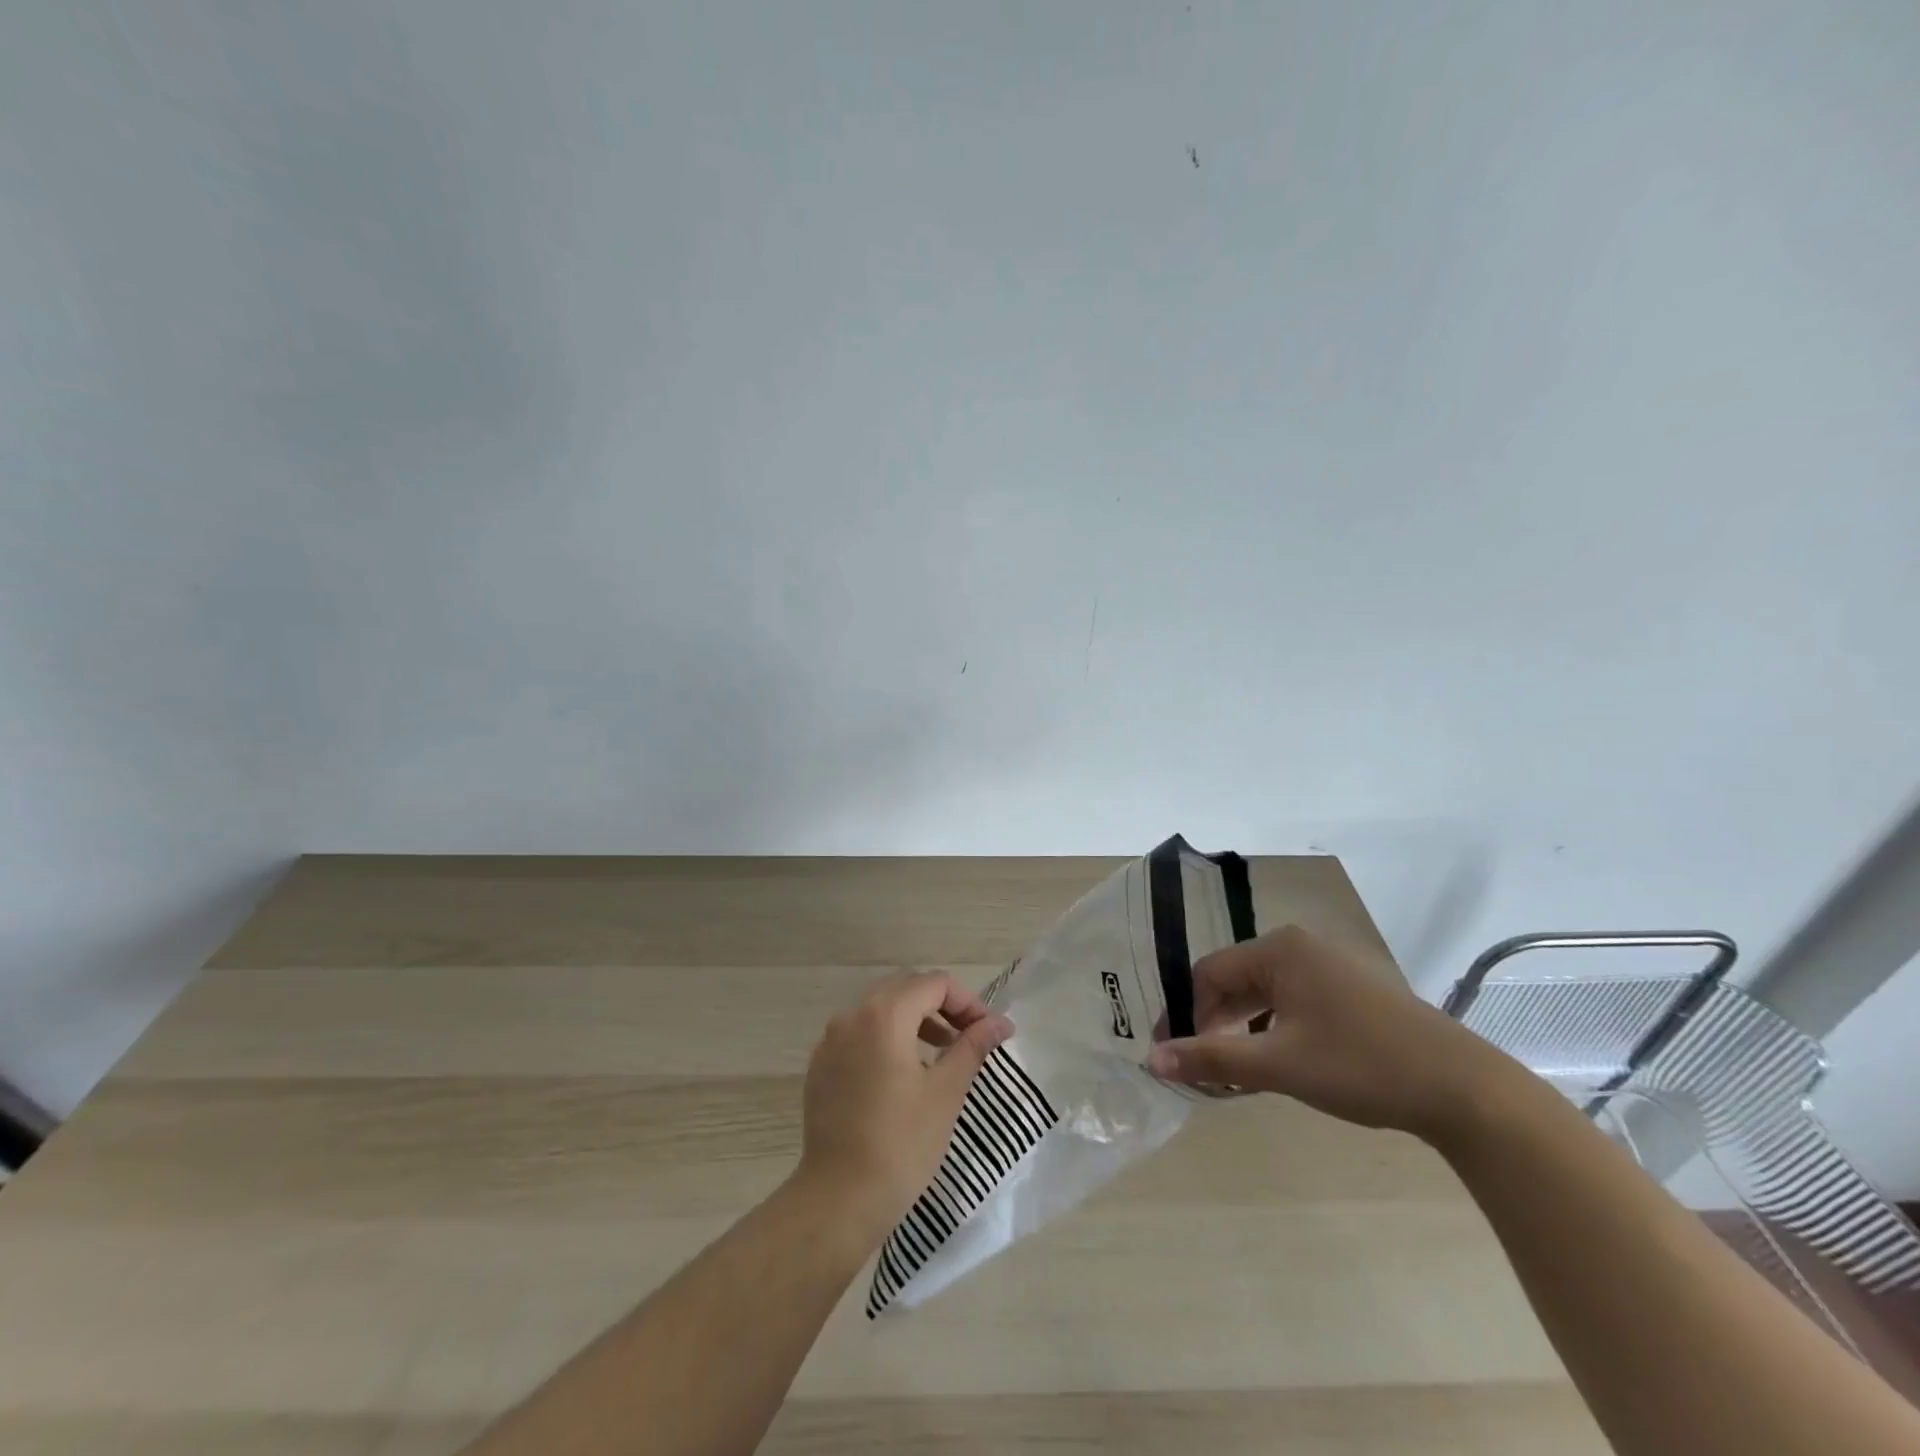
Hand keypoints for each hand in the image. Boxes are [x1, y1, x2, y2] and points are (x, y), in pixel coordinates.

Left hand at [794, 971, 1011, 1242]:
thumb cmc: (902, 1143)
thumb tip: (1000, 1023)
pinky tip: (902, 1074)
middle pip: (904, 988)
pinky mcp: (821, 1066)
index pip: (934, 984)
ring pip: (879, 1009)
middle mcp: (852, 1016)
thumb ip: (972, 1047)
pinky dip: (886, 1038)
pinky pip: (859, 1034)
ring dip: (914, 1019)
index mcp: (884, 1015)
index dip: (966, 1002)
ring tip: (940, 1053)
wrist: (839, 1199)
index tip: (987, 1032)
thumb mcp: (946, 1092)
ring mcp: (830, 1041)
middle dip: (940, 1005)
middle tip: (967, 1036)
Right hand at [1146, 926, 1526, 1141]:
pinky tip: (1276, 1063)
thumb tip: (1152, 1060)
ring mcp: (1330, 966)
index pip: (1209, 973)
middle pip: (1235, 980)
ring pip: (1265, 994)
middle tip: (1200, 1068)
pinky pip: (1293, 1002)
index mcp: (1279, 949)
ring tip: (1234, 1071)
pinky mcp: (1352, 990)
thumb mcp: (1278, 1064)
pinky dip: (1274, 1029)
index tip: (1170, 1054)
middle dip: (1213, 1023)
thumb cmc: (1361, 1066)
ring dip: (1242, 1029)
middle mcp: (1300, 946)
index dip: (1184, 1013)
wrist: (1465, 1089)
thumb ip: (1211, 1058)